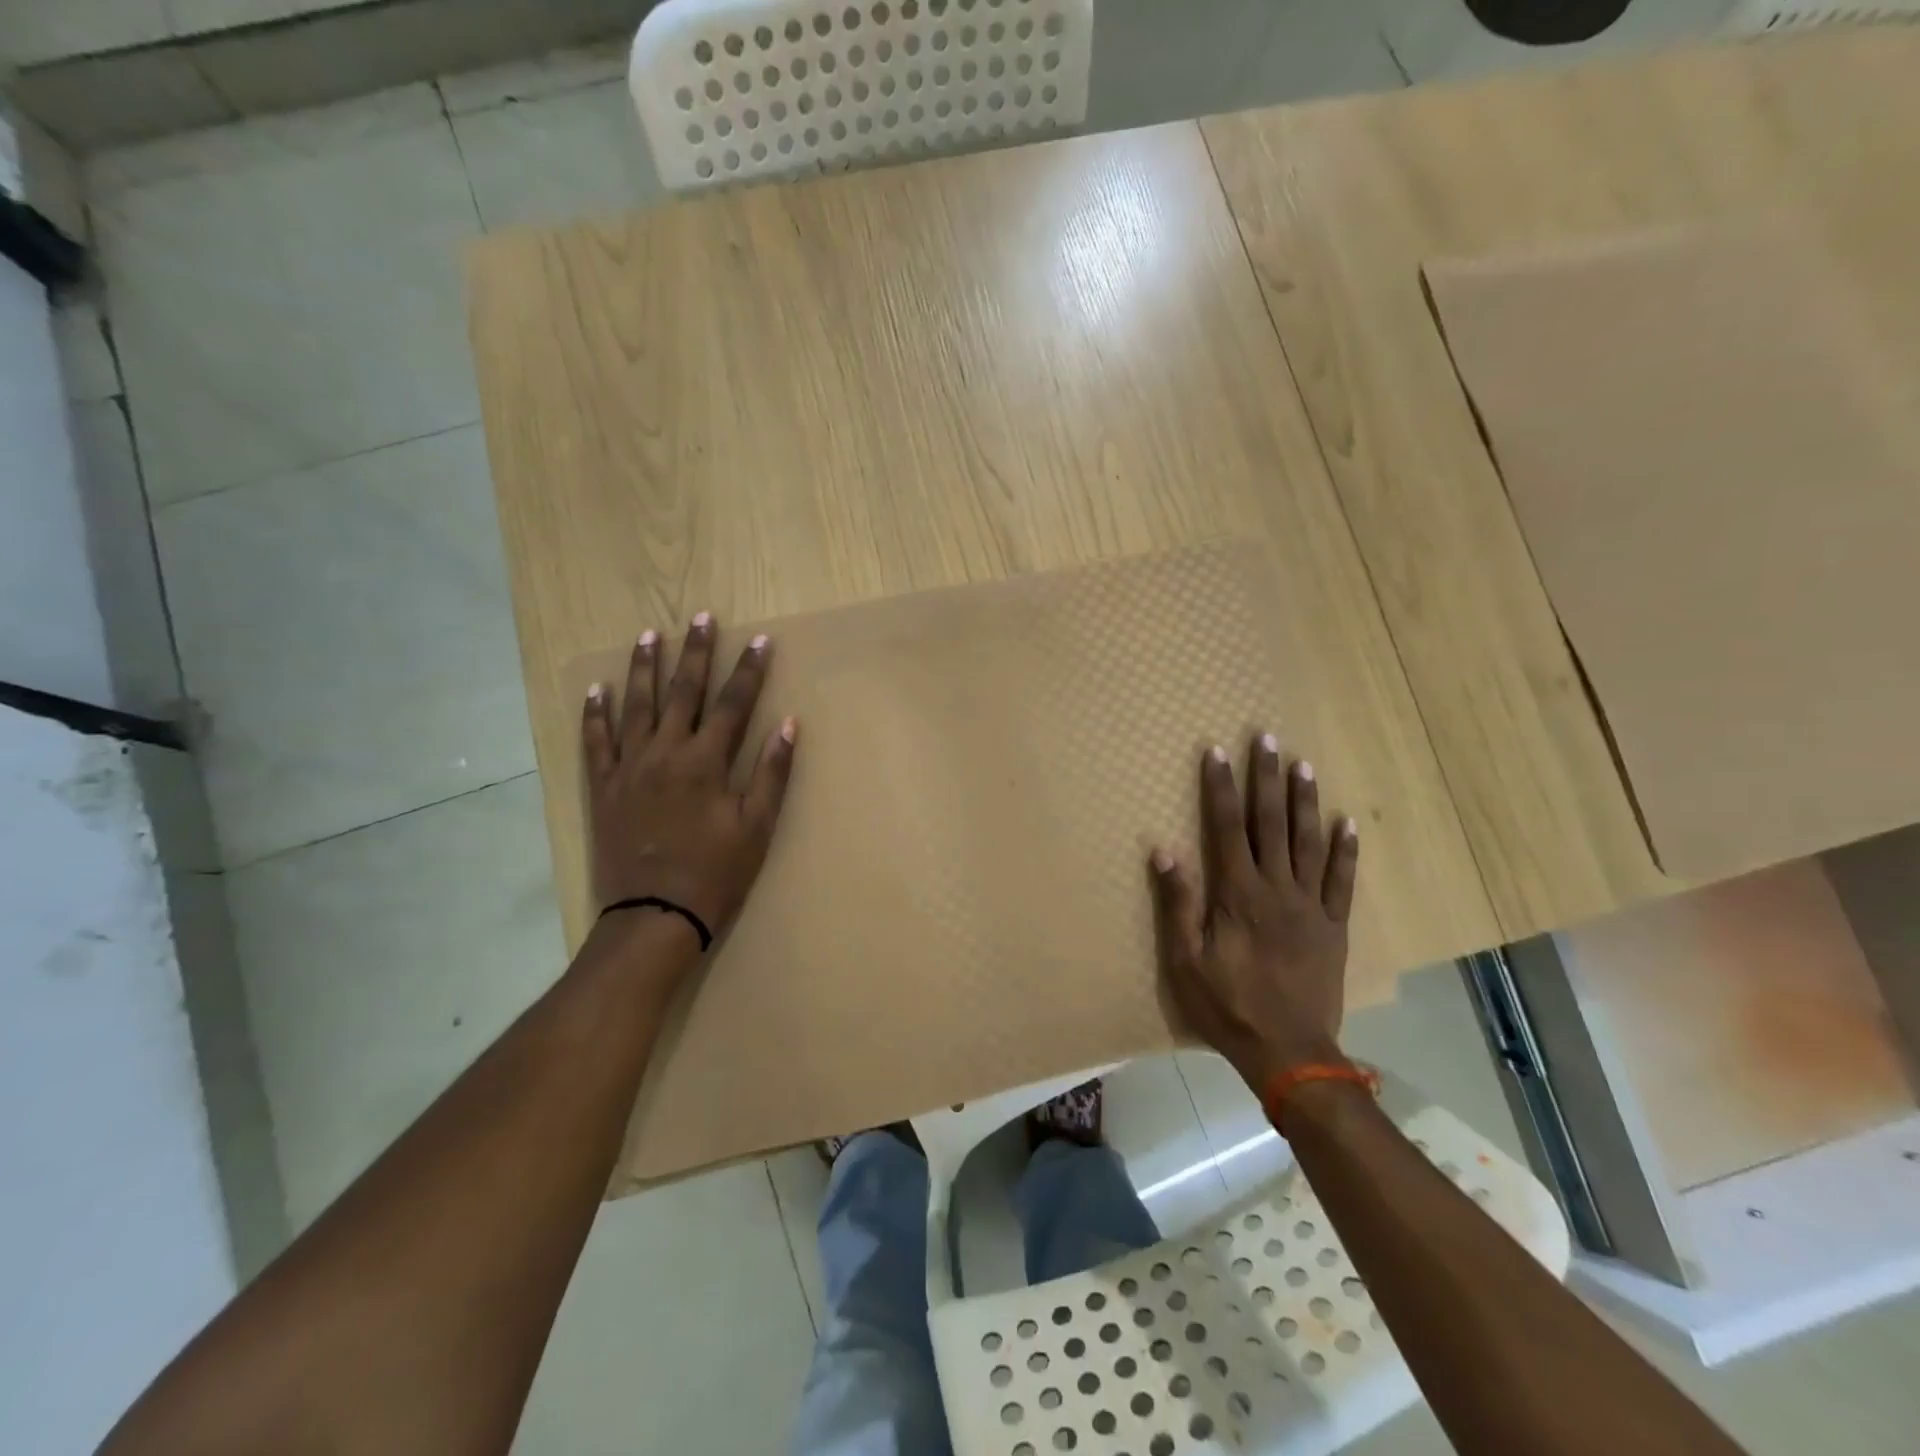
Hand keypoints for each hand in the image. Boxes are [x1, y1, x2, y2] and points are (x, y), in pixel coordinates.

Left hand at [581, 614, 795, 952]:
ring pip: (636, 706)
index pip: (734, 704)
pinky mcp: (605, 787)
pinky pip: (596, 742)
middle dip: (696, 653)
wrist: (654, 915)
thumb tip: (789, 724)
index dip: (749, 670)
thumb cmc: (715, 873)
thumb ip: (772, 773)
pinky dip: (596, 714)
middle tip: (701, 617)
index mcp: (706, 762)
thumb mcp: (756, 827)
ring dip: (644, 668)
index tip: (760, 640)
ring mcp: (629, 768)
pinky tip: (597, 689)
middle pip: (683, 692)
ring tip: (649, 634)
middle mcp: (665, 753)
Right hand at [1150, 735, 1360, 1093]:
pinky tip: (1347, 823)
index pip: (1226, 828)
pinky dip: (1346, 850)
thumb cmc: (1228, 1006)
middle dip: (1265, 778)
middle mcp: (1277, 889)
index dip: (1220, 788)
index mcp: (1238, 895)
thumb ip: (1178, 904)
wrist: (1291, 1053)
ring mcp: (1311, 906)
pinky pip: (1342, 881)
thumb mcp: (1186, 961)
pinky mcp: (1334, 926)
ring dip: (1304, 801)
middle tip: (1266, 738)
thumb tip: (1165, 850)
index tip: (1217, 752)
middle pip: (1270, 823)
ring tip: (1303, 764)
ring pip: (1308, 842)